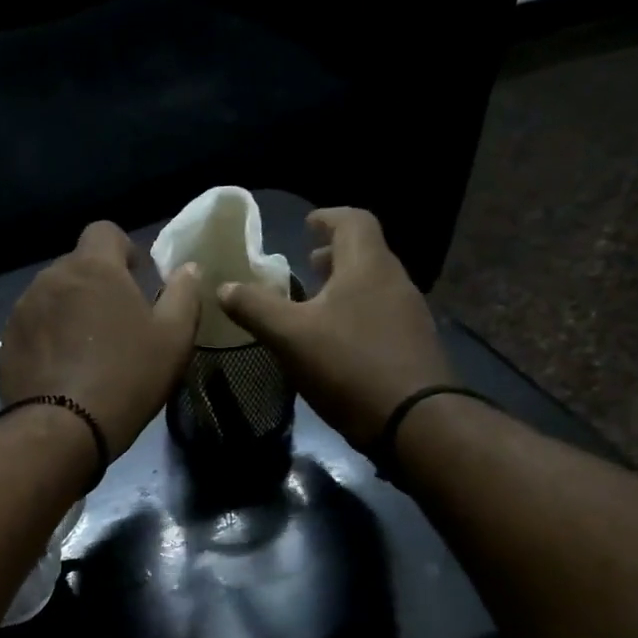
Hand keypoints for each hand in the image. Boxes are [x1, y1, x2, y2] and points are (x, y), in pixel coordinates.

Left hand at [1, 222, 202, 451]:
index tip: (135, 277)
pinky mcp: (7, 340)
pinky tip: (62, 367)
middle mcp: (52, 277)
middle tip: (116, 321)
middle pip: (77, 266)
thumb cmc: (127, 377)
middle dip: (96, 283)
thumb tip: (188, 268)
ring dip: (70, 310)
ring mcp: (24, 308)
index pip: (104, 231)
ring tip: (87, 348)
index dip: (122, 249)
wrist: (62, 428)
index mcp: (94, 267)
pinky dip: (48, 335)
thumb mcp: (174, 339)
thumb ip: (184, 294)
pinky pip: (33, 325)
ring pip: (53, 295)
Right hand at [217, 207, 454, 450]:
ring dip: (345, 286)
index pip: (354, 221)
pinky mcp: (413, 345)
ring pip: (374, 285)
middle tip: (307, 265)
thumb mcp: (290, 336)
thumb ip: (254, 308)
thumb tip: (222, 287)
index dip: (328, 218)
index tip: (307, 225)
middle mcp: (394, 281)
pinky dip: (357, 313)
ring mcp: (409, 314)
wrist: (414, 420)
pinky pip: (381, 314)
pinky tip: (337, 341)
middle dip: (334, 255)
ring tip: (316, 304)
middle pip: (366, 253)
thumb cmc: (349, 365)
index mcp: (367, 266)